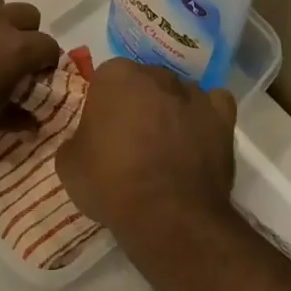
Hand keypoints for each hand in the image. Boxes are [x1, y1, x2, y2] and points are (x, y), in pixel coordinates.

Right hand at [55, 58, 238, 236]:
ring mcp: (193, 94)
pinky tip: (197, 135)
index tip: (102, 131)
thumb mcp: (68, 164)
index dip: (104, 105)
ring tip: (167, 145)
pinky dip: (206, 115)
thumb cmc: (111, 183)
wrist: (168, 216)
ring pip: (178, 92)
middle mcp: (156, 74)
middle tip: (131, 139)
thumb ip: (76, 139)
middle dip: (138, 102)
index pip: (105, 79)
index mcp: (115, 76)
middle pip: (144, 82)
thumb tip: (86, 141)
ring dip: (171, 109)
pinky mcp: (222, 117)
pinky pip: (214, 104)